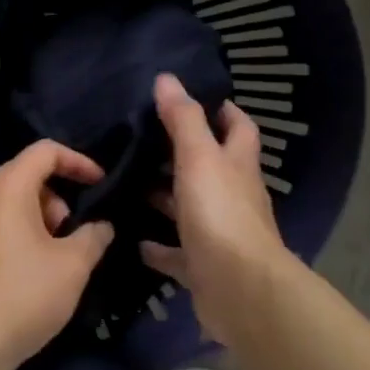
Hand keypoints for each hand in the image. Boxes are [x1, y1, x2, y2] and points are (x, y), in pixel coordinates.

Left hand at [0, 140, 115, 369]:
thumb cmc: (26, 292)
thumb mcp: (73, 264)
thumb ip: (94, 235)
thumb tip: (102, 225)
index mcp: (7, 186)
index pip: (45, 151)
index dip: (78, 161)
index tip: (100, 184)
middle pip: (28, 174)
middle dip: (60, 196)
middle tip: (74, 232)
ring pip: (15, 199)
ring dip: (44, 216)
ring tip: (59, 254)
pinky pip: (2, 220)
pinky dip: (25, 230)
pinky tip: (38, 266)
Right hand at [140, 73, 291, 340]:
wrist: (240, 290)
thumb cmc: (221, 214)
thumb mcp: (199, 158)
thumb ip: (183, 120)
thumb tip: (167, 79)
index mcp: (237, 166)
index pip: (238, 128)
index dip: (223, 111)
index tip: (195, 97)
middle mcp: (233, 196)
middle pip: (211, 168)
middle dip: (183, 154)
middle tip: (144, 140)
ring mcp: (219, 233)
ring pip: (190, 209)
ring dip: (166, 198)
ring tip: (130, 184)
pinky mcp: (204, 267)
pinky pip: (177, 253)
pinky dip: (158, 247)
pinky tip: (135, 240)